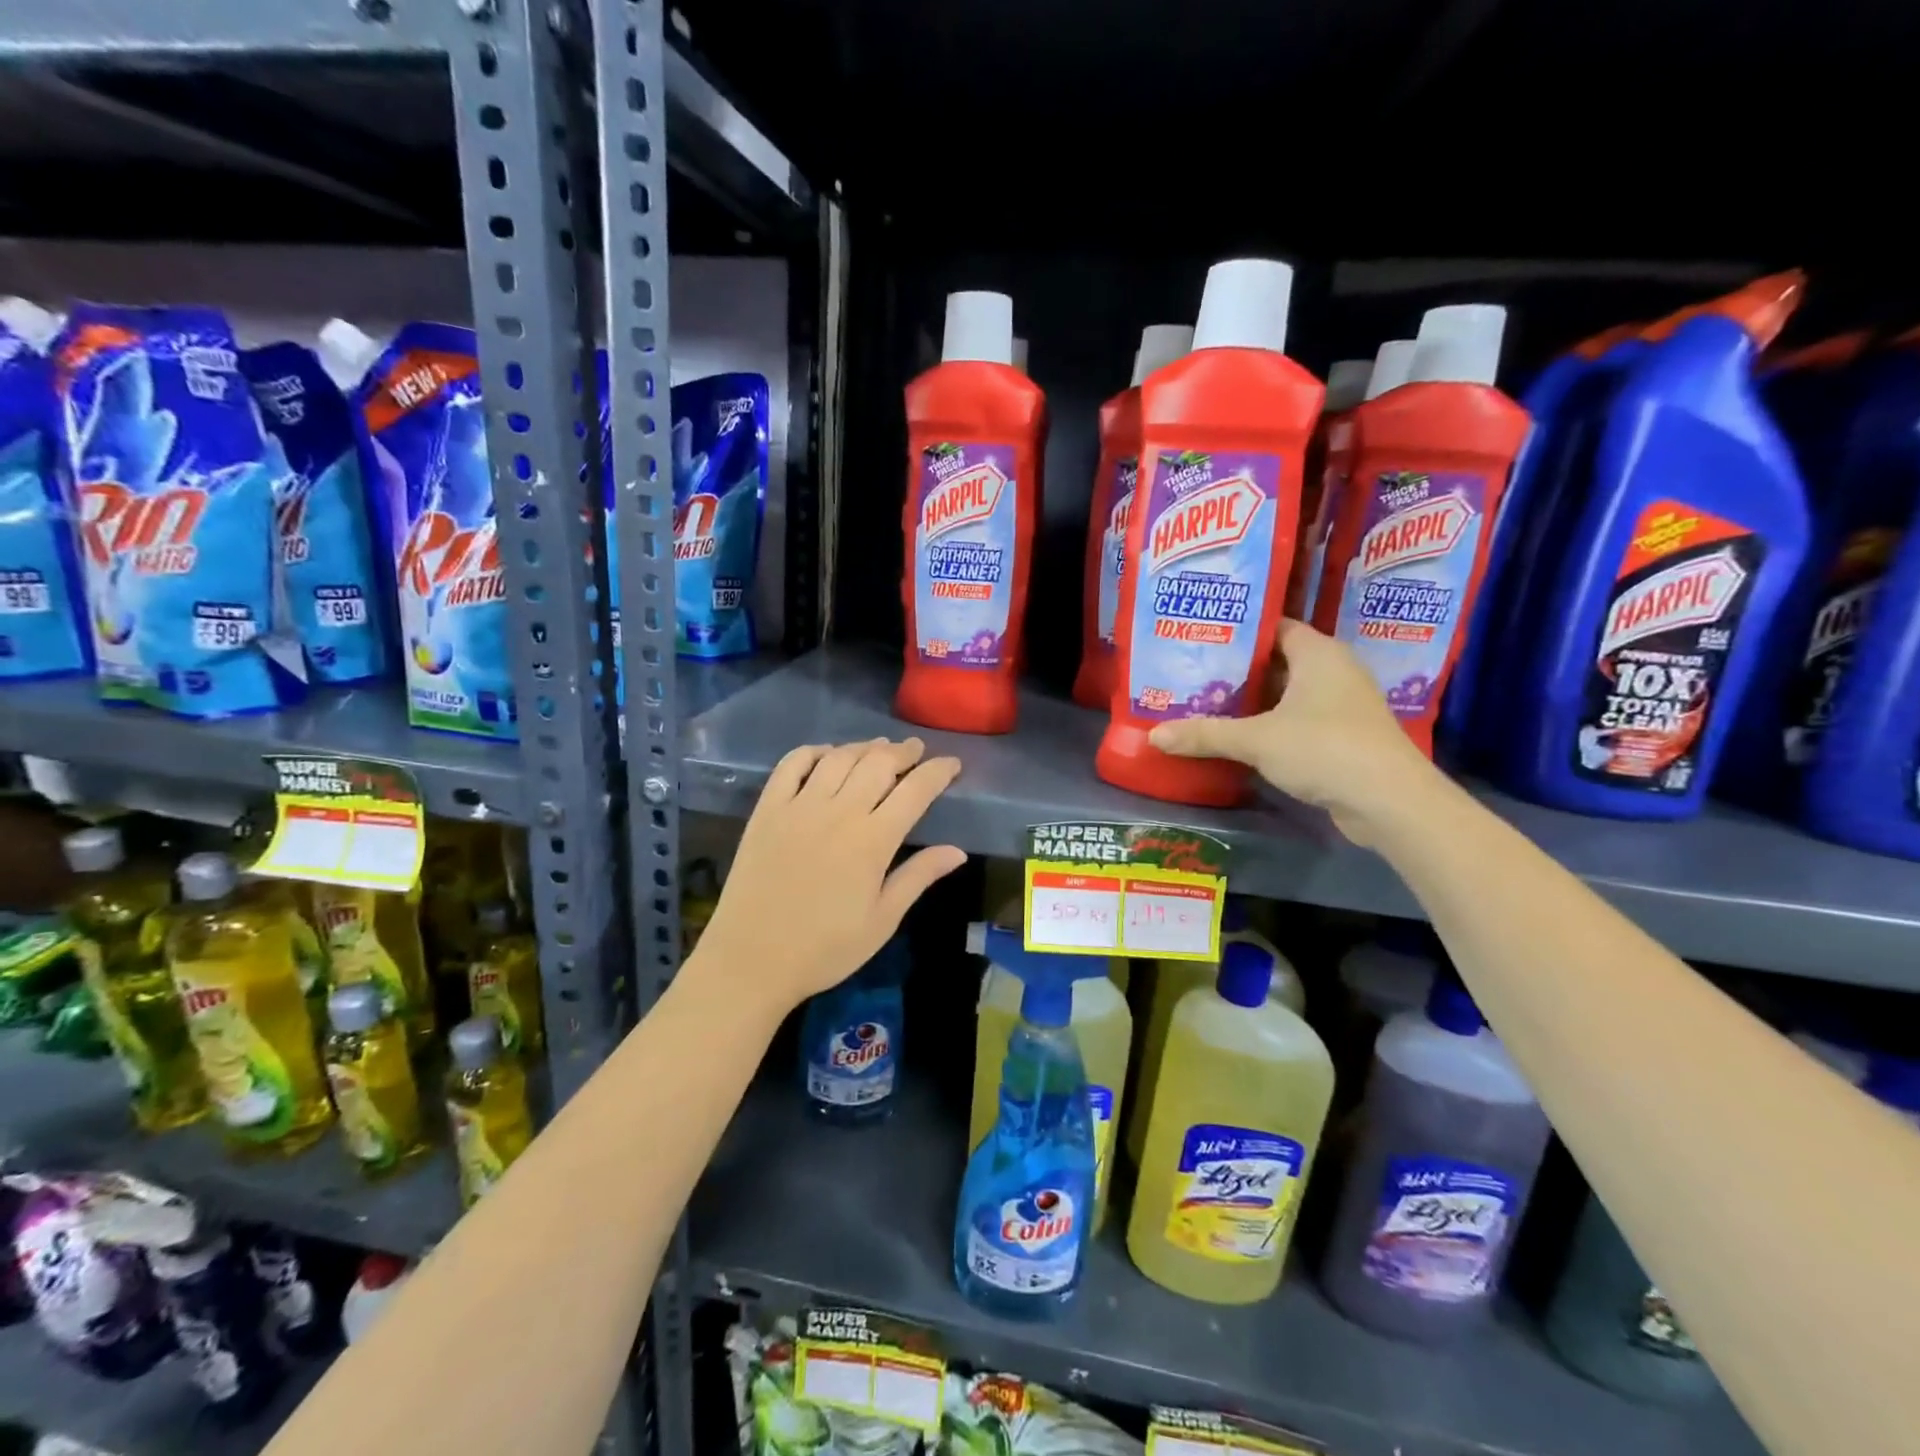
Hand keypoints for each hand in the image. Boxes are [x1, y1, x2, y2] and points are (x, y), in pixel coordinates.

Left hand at [691, 738, 965, 1012]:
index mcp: (873, 841)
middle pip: (878, 763)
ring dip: (864, 747)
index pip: (915, 791)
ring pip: (839, 758)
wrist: (751, 960)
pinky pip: (792, 764)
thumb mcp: (882, 920)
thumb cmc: (825, 949)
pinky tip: (827, 754)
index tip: (952, 763)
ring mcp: (799, 806)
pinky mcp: (767, 809)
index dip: (938, 771)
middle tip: (916, 751)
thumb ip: (918, 877)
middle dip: (903, 752)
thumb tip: (957, 851)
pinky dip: (814, 751)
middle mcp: (839, 812)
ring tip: (879, 748)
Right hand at [1147, 619, 1433, 843]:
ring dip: (1254, 700)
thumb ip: (1205, 734)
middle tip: (1193, 672)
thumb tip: (1152, 736)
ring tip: (1207, 701)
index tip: (1200, 638)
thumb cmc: (1324, 749)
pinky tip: (1240, 735)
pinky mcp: (1344, 735)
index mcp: (1318, 653)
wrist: (1389, 802)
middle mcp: (1334, 670)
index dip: (1239, 631)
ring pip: (1288, 692)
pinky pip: (1298, 718)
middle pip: (1278, 660)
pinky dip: (1271, 723)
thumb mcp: (1256, 740)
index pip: (1274, 626)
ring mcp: (1343, 704)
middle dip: (1238, 669)